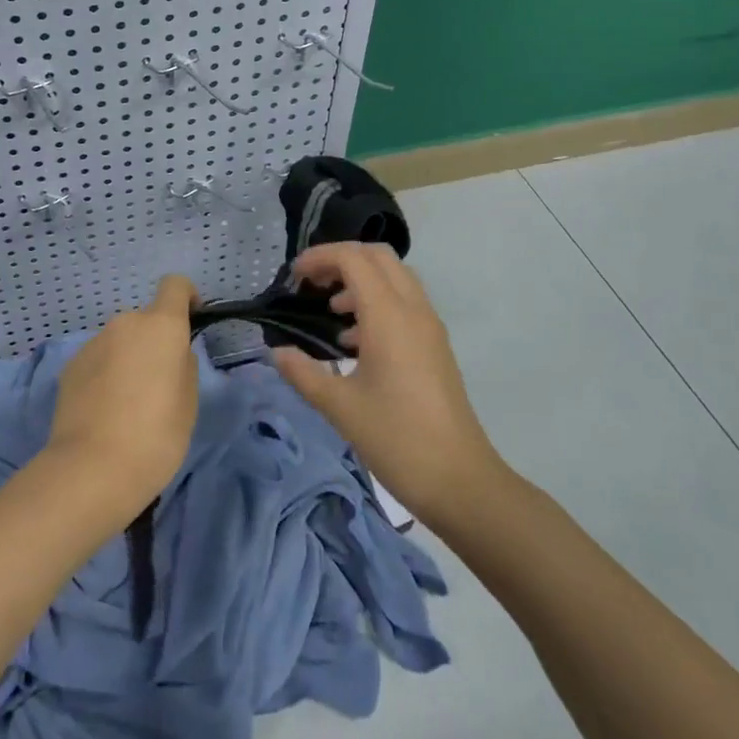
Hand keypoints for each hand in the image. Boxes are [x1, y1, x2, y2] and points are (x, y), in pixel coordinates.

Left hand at [46, 275, 199, 521]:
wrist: (91, 469)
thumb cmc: (155, 436)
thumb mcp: (188, 404)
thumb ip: (184, 367)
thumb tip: (174, 356)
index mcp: (161, 326)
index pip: (174, 285)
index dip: (186, 296)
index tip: (191, 319)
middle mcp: (125, 323)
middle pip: (146, 320)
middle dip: (154, 342)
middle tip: (159, 384)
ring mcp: (94, 342)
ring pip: (120, 341)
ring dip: (128, 358)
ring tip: (128, 404)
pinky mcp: (70, 365)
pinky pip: (98, 359)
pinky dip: (105, 374)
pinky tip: (104, 411)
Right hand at [273, 242, 505, 528]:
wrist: (461, 481)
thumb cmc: (397, 439)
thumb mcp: (340, 407)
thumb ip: (303, 373)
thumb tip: (277, 352)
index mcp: (389, 316)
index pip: (353, 259)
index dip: (320, 257)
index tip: (294, 278)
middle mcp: (413, 310)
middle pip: (377, 256)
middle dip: (341, 260)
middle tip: (312, 284)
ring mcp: (429, 327)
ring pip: (394, 277)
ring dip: (361, 280)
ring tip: (330, 311)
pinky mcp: (435, 345)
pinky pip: (405, 302)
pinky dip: (377, 302)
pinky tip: (354, 342)